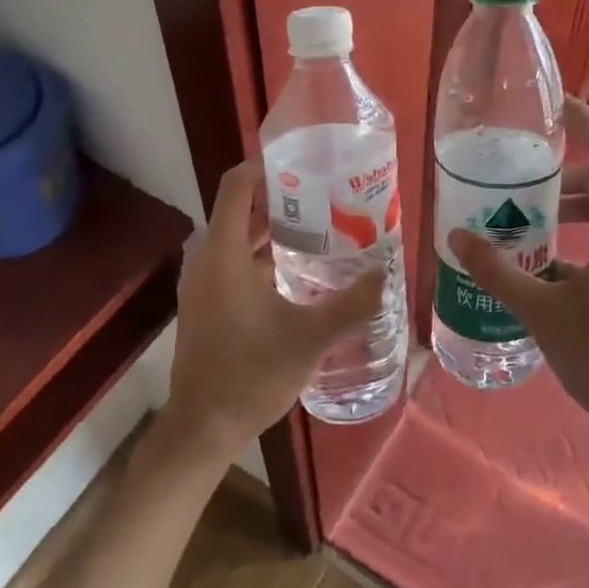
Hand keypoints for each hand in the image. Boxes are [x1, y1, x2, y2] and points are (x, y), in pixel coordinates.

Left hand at [164, 159, 384, 464]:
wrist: (201, 430)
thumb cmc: (250, 374)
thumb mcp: (310, 338)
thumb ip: (351, 305)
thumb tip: (386, 274)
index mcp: (223, 254)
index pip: (236, 186)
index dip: (263, 164)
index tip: (300, 158)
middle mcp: (207, 260)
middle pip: (239, 209)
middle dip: (279, 196)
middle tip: (325, 192)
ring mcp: (202, 284)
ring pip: (236, 239)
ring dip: (272, 228)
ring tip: (320, 225)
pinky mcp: (205, 305)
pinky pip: (232, 263)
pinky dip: (261, 255)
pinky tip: (298, 270)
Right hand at [450, 97, 588, 451]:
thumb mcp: (543, 310)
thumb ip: (498, 271)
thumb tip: (456, 237)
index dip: (584, 120)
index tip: (552, 103)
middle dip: (559, 175)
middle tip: (515, 174)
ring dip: (565, 210)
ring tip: (520, 217)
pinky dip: (575, 239)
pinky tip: (538, 263)